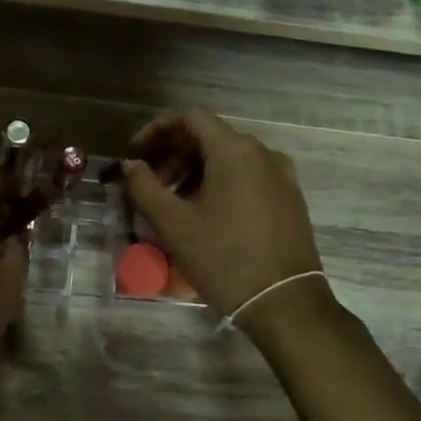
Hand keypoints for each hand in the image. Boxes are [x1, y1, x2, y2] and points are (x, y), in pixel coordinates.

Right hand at [119, 109, 324, 322]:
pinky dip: (220, 182)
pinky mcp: (289, 198)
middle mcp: (263, 153)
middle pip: (210, 136)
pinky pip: (248, 176)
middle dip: (174, 154)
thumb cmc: (223, 259)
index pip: (190, 118)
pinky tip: (205, 213)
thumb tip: (130, 165)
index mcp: (234, 151)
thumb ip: (144, 187)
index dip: (157, 130)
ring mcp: (281, 175)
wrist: (284, 301)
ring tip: (173, 202)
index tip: (136, 154)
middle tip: (150, 183)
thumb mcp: (173, 224)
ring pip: (229, 158)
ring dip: (195, 170)